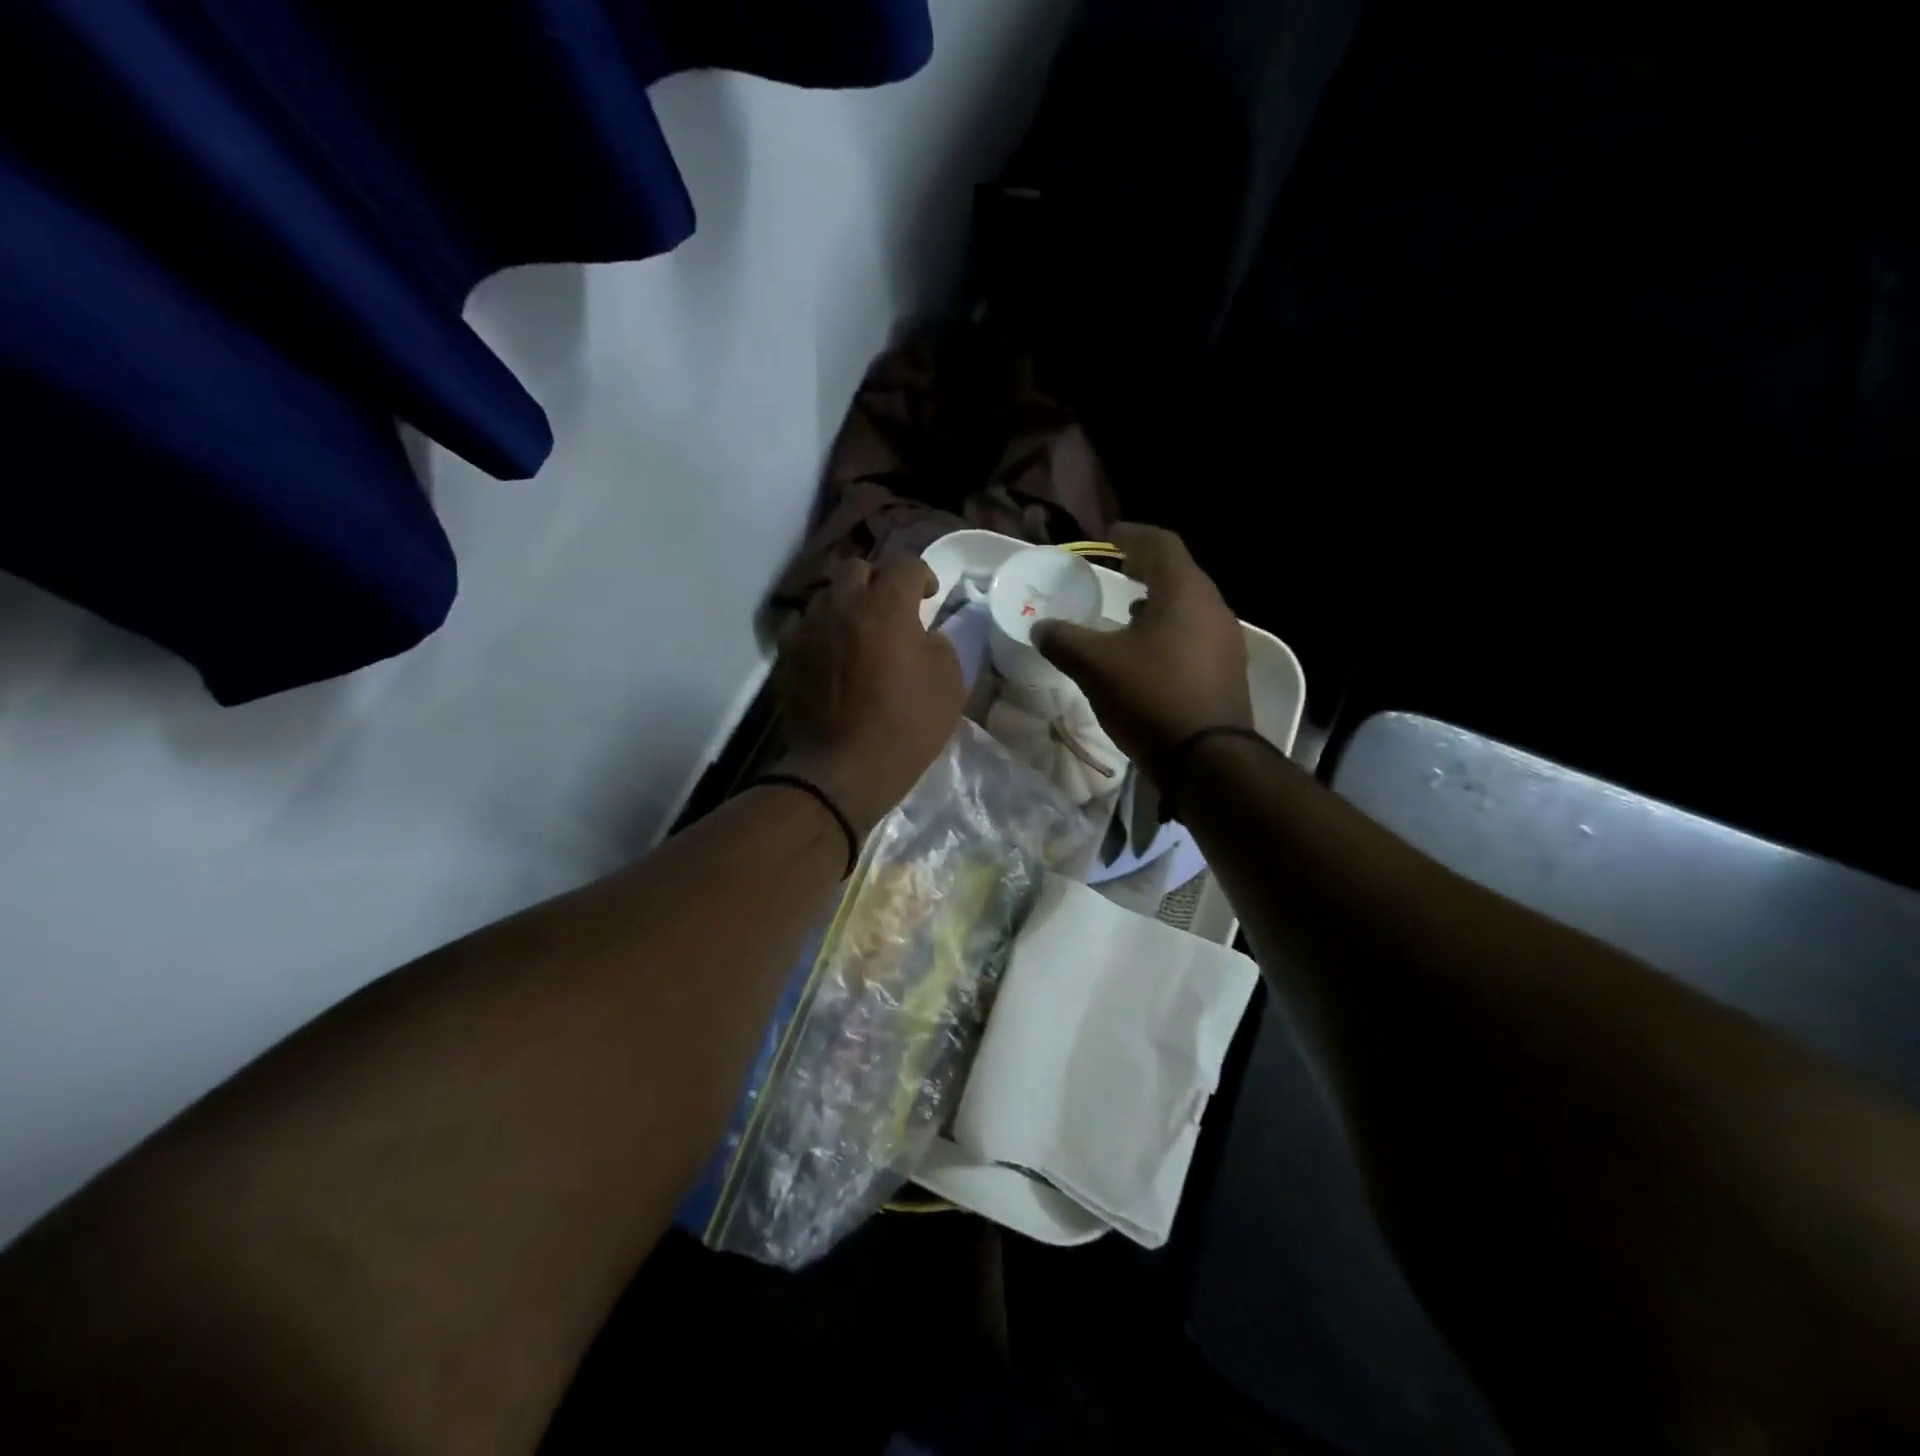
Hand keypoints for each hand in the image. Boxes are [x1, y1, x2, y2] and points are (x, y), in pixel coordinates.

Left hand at [774, 556, 963, 838]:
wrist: (846, 767)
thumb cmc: (907, 725)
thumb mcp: (950, 683)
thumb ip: (939, 644)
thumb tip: (924, 635)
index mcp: (887, 606)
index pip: (906, 565)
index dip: (923, 576)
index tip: (929, 596)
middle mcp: (843, 604)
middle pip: (858, 568)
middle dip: (877, 581)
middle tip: (889, 608)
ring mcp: (809, 627)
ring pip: (826, 595)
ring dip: (845, 604)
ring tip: (855, 629)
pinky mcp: (787, 654)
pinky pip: (801, 625)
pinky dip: (818, 629)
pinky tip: (828, 651)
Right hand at [1033, 524, 1252, 772]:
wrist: (1209, 760)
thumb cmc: (1152, 697)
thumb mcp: (1095, 666)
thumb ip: (1063, 640)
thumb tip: (1040, 627)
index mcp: (1184, 593)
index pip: (1161, 545)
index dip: (1133, 535)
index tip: (1111, 535)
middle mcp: (1213, 608)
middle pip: (1180, 574)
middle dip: (1148, 568)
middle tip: (1122, 568)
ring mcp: (1226, 642)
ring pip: (1189, 607)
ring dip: (1160, 602)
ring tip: (1131, 612)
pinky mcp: (1227, 673)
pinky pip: (1195, 636)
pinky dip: (1170, 632)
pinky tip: (1150, 655)